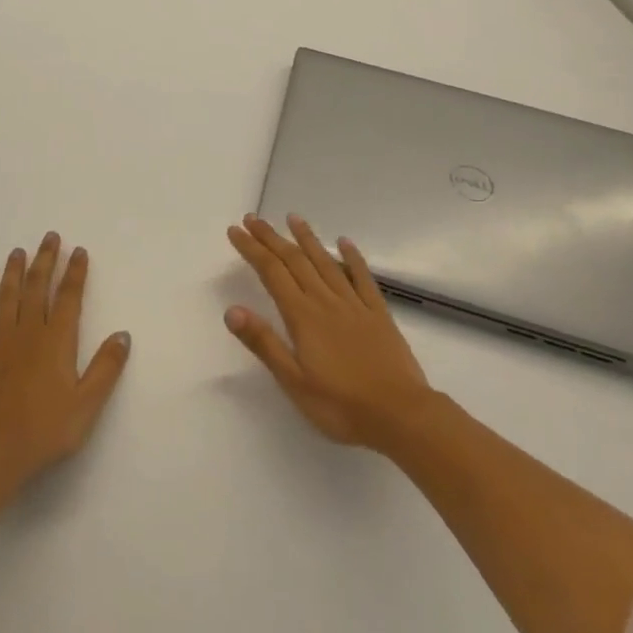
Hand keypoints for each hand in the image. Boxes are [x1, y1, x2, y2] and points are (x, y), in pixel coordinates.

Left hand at [0, 232, 131, 490]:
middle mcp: (29, 332)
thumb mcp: (87, 404)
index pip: (69, 297)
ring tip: (17, 251)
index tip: (78, 250)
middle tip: (49, 236)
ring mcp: (0, 343)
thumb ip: (106, 368)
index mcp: (57, 341)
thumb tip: (123, 334)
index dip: (75, 272)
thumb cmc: (46, 430)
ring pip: (7, 298)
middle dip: (45, 260)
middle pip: (38, 288)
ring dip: (13, 272)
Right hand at [225, 214, 432, 450]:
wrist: (400, 415)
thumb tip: (231, 311)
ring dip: (307, 238)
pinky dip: (352, 257)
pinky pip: (362, 278)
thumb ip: (264, 343)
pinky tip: (344, 242)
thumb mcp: (294, 382)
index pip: (271, 272)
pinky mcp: (378, 313)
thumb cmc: (341, 405)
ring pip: (325, 262)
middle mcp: (325, 300)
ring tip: (292, 217)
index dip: (252, 249)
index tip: (235, 230)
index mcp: (302, 316)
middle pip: (294, 261)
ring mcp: (354, 304)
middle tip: (253, 219)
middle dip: (271, 237)